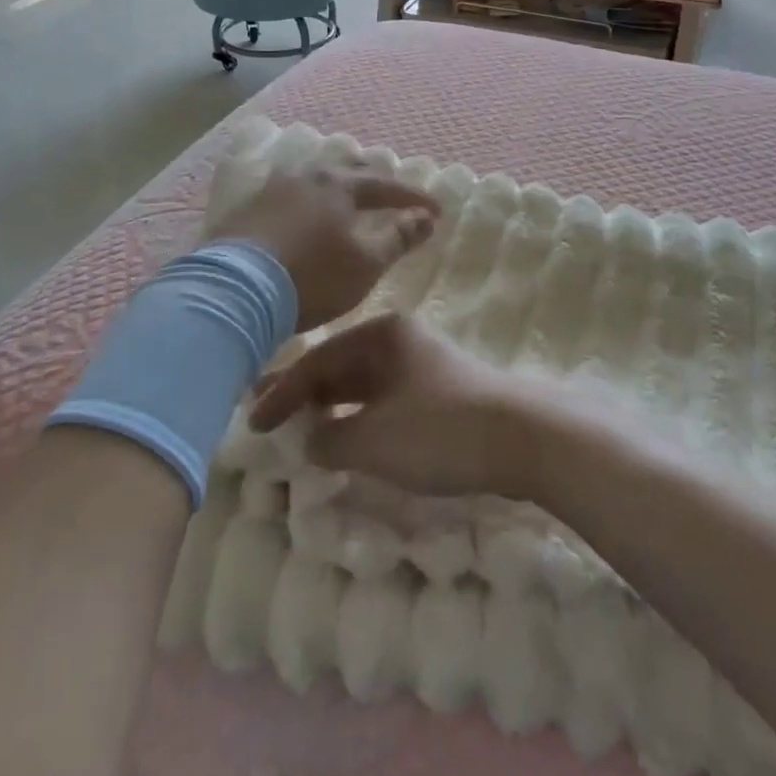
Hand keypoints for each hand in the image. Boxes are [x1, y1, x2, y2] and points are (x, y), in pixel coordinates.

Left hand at [203, 159, 438, 331]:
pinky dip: (307, 198)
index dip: (413, 198)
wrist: (234, 292)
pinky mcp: (247, 208)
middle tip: (389, 191)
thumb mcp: (366, 264)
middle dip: (373, 178)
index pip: (386, 186)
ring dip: (336, 183)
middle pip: (347, 168)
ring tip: (345, 196)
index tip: (435, 211)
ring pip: (313, 176)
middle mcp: (306, 177)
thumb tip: (426, 218)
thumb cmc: (312, 277)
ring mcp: (272, 189)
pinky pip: (287, 192)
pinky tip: (302, 211)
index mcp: (339, 186)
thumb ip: (399, 238)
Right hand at [248, 312, 533, 497]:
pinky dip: (358, 417)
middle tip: (263, 415)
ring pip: (361, 384)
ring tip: (297, 427)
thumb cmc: (439, 428)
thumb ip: (330, 439)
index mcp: (381, 335)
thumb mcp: (373, 439)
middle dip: (302, 393)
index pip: (317, 361)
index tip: (253, 424)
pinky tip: (345, 437)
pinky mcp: (437, 393)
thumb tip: (309, 440)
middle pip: (338, 366)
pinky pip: (382, 400)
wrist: (522, 437)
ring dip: (330, 407)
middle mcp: (398, 341)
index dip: (282, 393)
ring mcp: (420, 365)